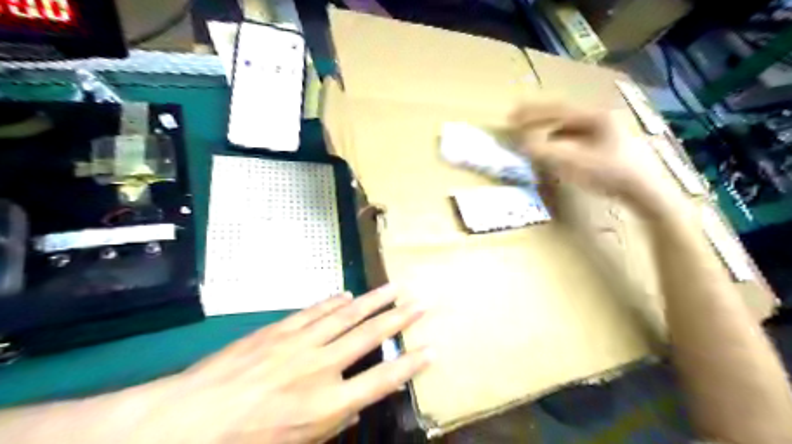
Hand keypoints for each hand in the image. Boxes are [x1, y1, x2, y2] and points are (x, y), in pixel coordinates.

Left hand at [128, 285, 431, 441]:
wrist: (191, 419)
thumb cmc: (246, 443)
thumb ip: (333, 425)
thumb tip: (358, 408)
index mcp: (328, 403)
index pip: (381, 380)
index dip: (409, 364)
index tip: (431, 348)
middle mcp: (321, 367)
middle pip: (369, 336)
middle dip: (399, 318)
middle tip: (421, 301)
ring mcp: (301, 343)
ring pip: (346, 315)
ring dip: (373, 300)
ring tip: (394, 287)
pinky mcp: (280, 329)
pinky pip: (315, 311)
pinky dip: (334, 302)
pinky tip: (348, 295)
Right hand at [510, 102, 684, 216]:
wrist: (645, 191)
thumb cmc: (611, 174)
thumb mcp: (575, 163)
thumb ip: (545, 152)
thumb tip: (521, 144)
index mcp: (595, 116)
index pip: (557, 110)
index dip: (532, 113)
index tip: (512, 117)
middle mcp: (600, 118)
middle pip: (562, 115)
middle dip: (538, 118)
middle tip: (517, 122)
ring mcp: (605, 131)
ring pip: (569, 126)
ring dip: (547, 130)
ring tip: (530, 136)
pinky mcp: (606, 144)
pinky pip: (575, 137)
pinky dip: (558, 140)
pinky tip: (551, 148)